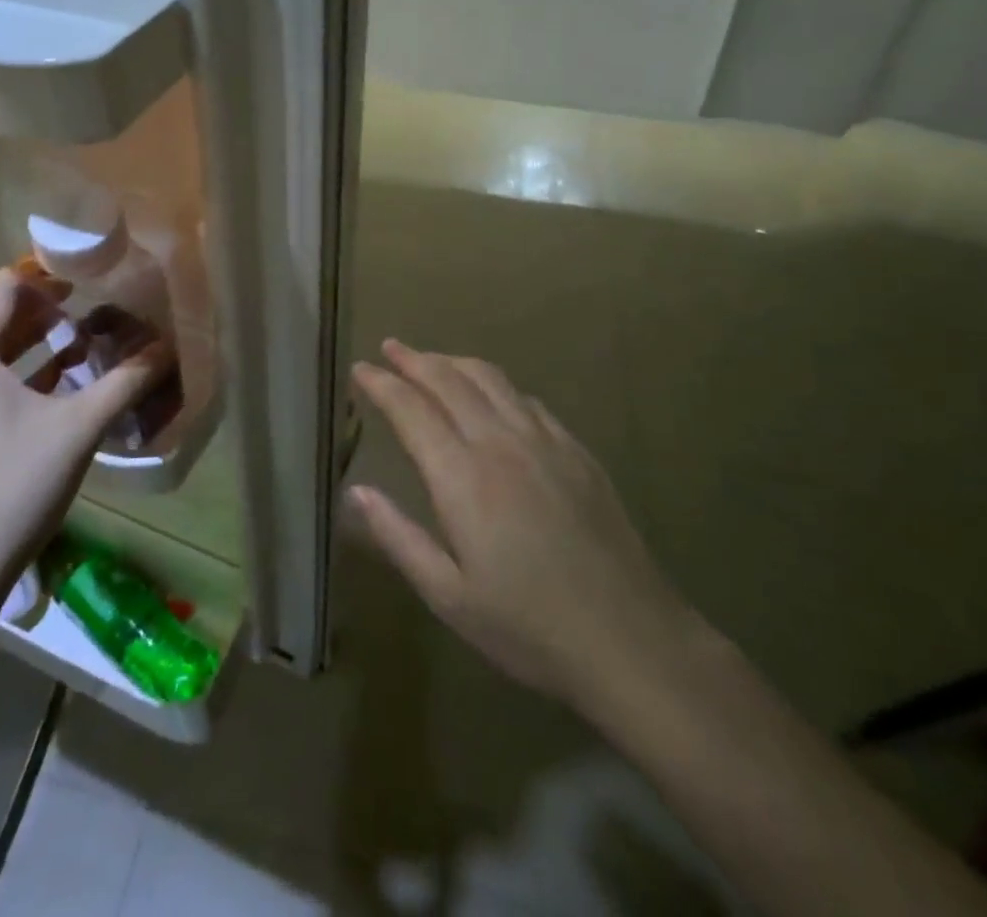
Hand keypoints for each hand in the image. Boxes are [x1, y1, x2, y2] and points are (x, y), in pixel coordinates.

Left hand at [0, 268, 162, 601]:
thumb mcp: (79, 426)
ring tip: (84, 341)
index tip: (87, 277)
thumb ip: (125, 381)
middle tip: (93, 307)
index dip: (46, 276)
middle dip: (46, 311)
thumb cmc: (17, 484)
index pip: (4, 289)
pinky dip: (21, 372)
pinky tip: (61, 384)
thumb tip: (168, 348)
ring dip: (36, 342)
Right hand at [351, 340, 711, 729]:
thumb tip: (356, 492)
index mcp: (462, 477)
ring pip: (491, 379)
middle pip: (449, 380)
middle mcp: (500, 443)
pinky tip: (493, 395)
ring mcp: (544, 441)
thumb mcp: (449, 596)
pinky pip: (527, 400)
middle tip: (389, 347)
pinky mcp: (576, 450)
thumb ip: (398, 537)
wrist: (630, 639)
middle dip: (414, 359)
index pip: (411, 409)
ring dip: (454, 362)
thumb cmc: (528, 627)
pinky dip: (497, 385)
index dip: (382, 384)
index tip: (360, 368)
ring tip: (431, 359)